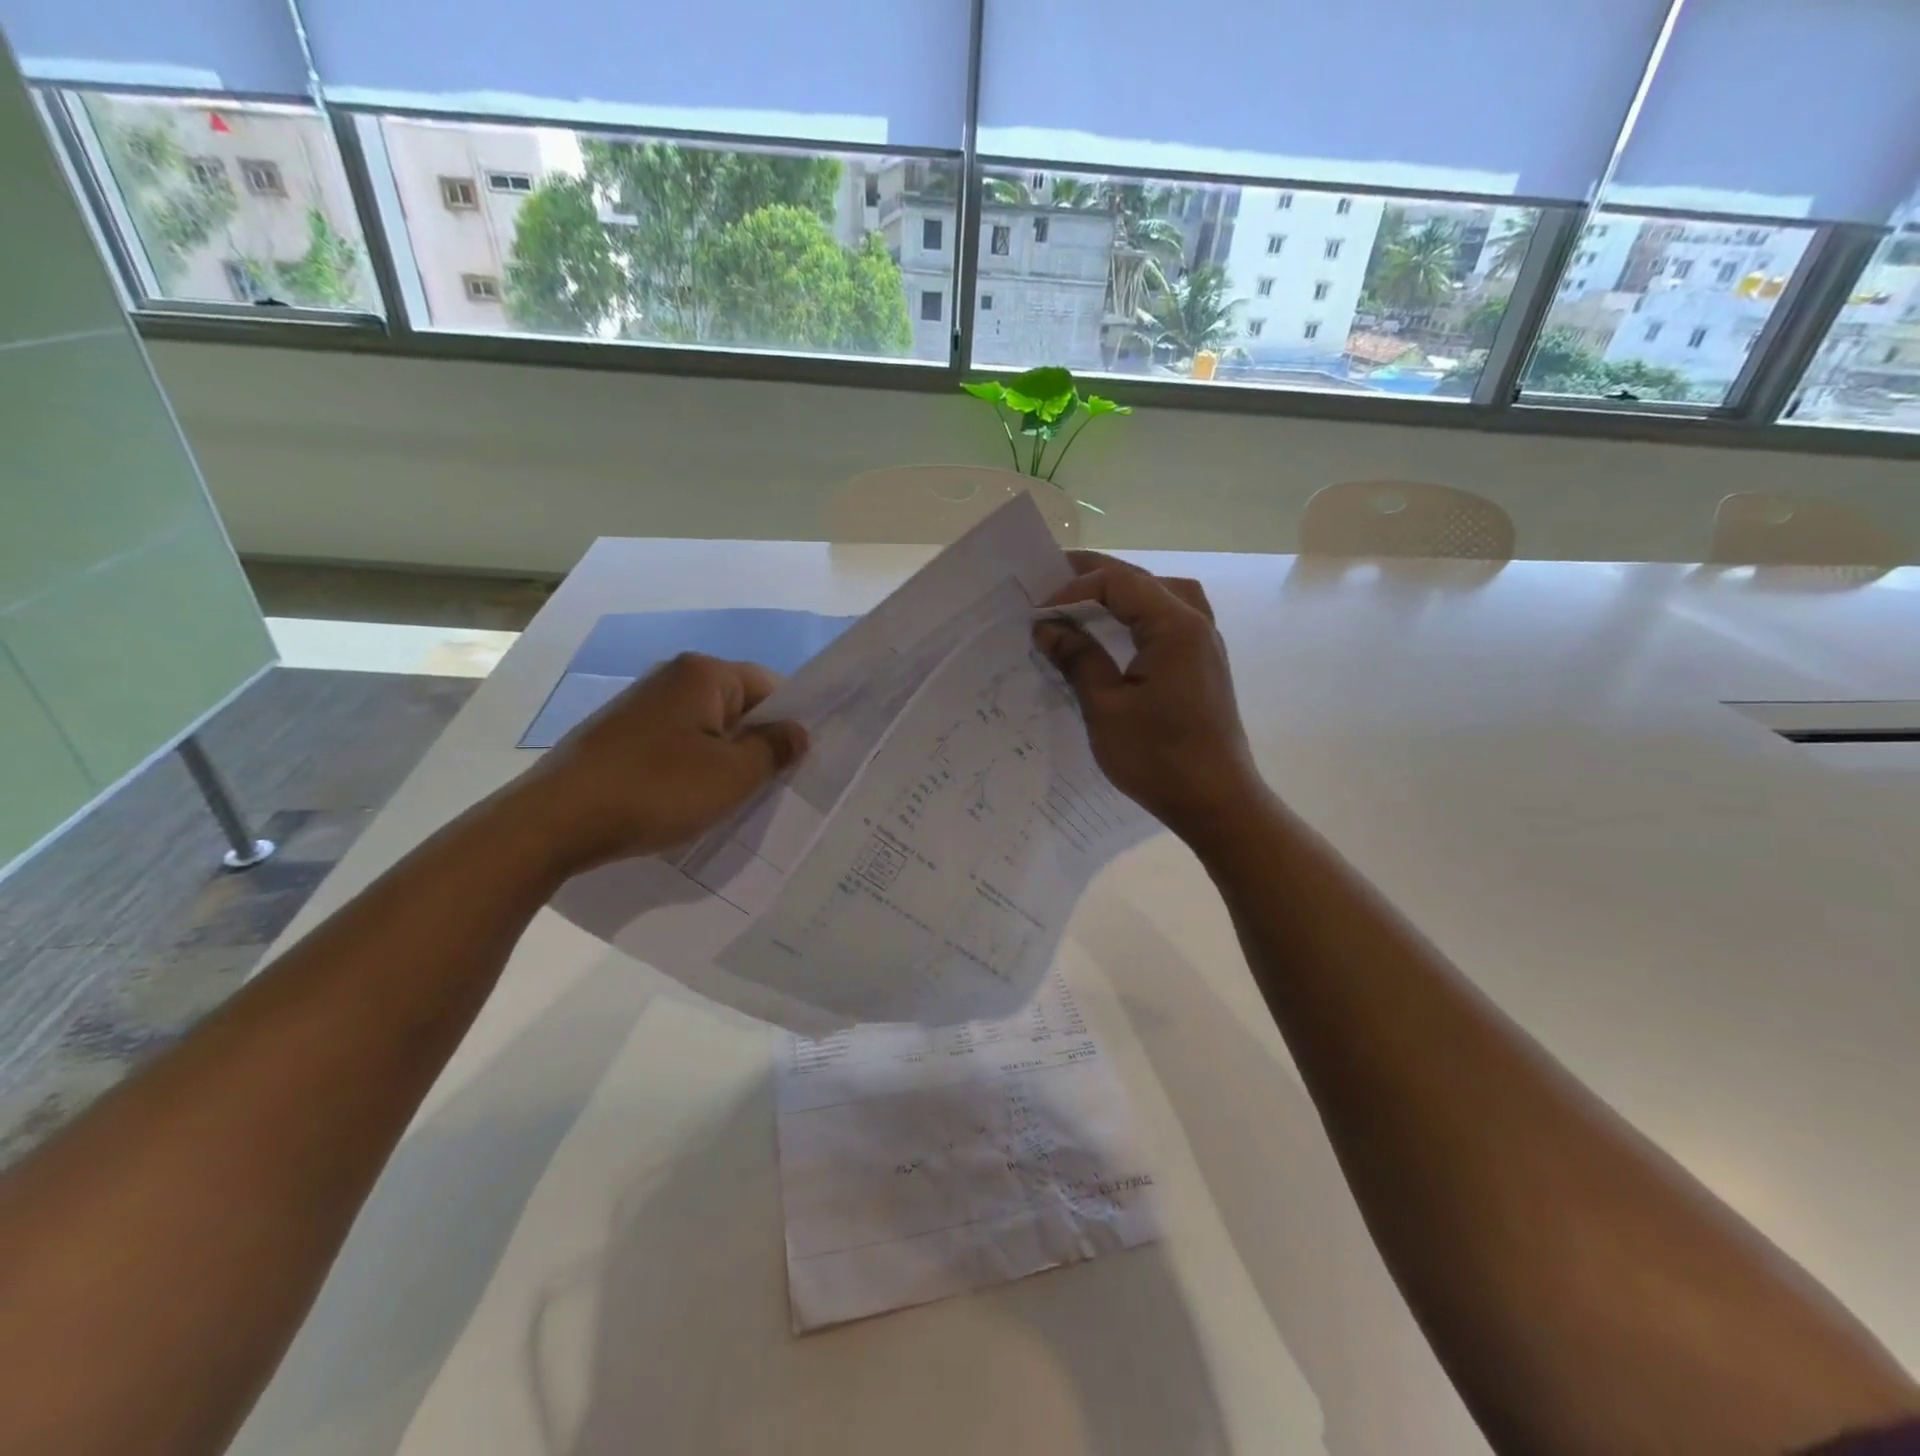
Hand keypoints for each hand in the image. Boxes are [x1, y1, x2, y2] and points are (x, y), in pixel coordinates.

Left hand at [509, 653, 807, 874]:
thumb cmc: (658, 789)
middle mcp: (670, 677)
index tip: (794, 764)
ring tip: (725, 798)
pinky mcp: (617, 733)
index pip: (769, 686)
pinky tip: (683, 800)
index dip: (788, 723)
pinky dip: (688, 767)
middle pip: (736, 706)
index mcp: (703, 674)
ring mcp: (639, 704)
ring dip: (721, 759)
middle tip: (766, 786)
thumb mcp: (733, 775)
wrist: (557, 820)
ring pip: (704, 728)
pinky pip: (673, 743)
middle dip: (754, 743)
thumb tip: (799, 731)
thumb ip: (775, 749)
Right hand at [1035, 552, 1261, 841]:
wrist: (1216, 802)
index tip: (1038, 614)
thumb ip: (1077, 659)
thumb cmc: (1158, 757)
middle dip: (1095, 577)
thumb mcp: (1106, 708)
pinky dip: (1140, 613)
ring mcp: (1205, 643)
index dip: (1073, 589)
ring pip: (1161, 594)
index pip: (1118, 583)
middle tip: (1051, 581)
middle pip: (1142, 580)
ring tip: (1085, 599)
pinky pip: (1170, 618)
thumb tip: (1047, 627)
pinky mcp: (1203, 664)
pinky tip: (1119, 631)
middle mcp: (1196, 623)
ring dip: (1122, 591)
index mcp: (1175, 626)